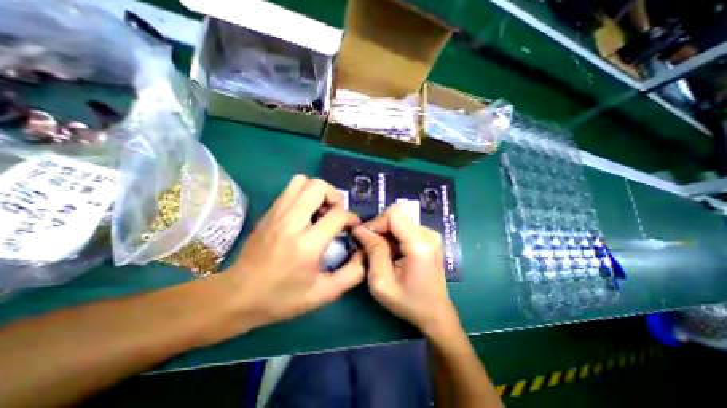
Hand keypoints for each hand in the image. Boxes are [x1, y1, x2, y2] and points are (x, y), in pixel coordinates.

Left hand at [224, 175, 366, 327]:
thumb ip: (351, 274)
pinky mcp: (269, 212)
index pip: (337, 215)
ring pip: (302, 181)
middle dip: (334, 196)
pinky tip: (306, 213)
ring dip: (318, 191)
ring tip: (321, 210)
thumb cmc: (281, 298)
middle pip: (318, 186)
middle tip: (335, 214)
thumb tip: (363, 254)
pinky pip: (291, 188)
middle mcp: (291, 222)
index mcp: (306, 244)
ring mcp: (277, 213)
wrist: (237, 295)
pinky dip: (304, 193)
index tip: (352, 227)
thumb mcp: (323, 294)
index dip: (351, 218)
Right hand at [352, 204, 458, 337]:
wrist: (435, 313)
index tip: (365, 238)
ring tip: (380, 253)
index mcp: (420, 244)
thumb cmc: (408, 302)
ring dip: (385, 233)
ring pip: (399, 220)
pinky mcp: (429, 237)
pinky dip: (393, 236)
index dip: (376, 222)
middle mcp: (429, 234)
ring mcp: (431, 234)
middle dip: (379, 228)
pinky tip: (391, 253)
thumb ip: (373, 251)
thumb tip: (360, 229)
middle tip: (369, 247)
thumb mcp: (382, 282)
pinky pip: (405, 227)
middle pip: (397, 215)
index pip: (394, 214)